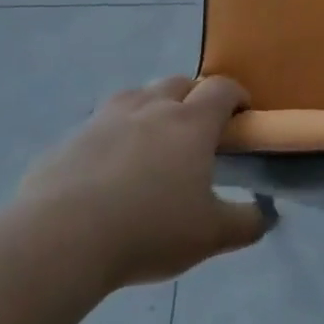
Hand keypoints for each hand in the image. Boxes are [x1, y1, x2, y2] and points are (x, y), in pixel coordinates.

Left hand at [18, 76, 270, 290]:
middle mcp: (150, 109)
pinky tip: (105, 170)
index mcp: (191, 123)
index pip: (222, 88)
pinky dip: (110, 136)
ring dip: (150, 107)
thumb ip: (246, 222)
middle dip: (193, 97)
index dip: (237, 95)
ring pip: (135, 95)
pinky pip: (97, 127)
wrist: (59, 241)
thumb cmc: (149, 230)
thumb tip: (265, 215)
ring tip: (151, 140)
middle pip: (178, 83)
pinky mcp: (67, 141)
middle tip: (197, 130)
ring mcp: (104, 120)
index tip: (242, 113)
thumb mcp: (211, 235)